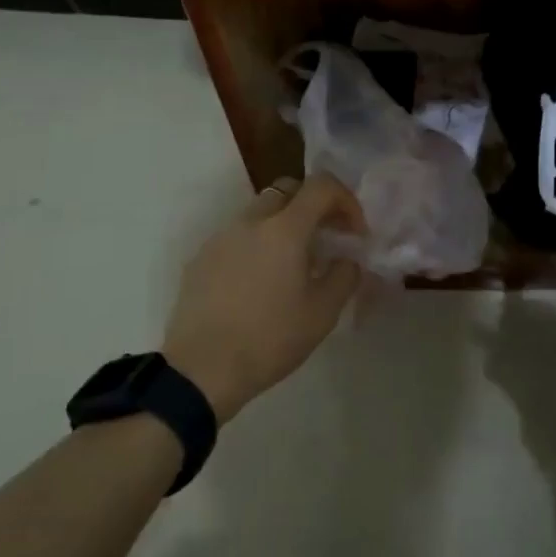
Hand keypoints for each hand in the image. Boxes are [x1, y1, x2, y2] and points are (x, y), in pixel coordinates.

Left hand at [162, 175, 365, 423]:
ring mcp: (221, 237)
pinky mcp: (201, 258)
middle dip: (313, 207)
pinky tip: (259, 282)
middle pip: (288, 191)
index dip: (345, 200)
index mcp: (284, 229)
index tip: (354, 232)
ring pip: (260, 213)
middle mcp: (251, 221)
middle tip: (326, 240)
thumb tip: (347, 259)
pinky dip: (257, 245)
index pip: (321, 186)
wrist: (201, 370)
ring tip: (293, 265)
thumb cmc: (269, 339)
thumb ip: (344, 276)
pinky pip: (237, 237)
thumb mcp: (322, 314)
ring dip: (283, 226)